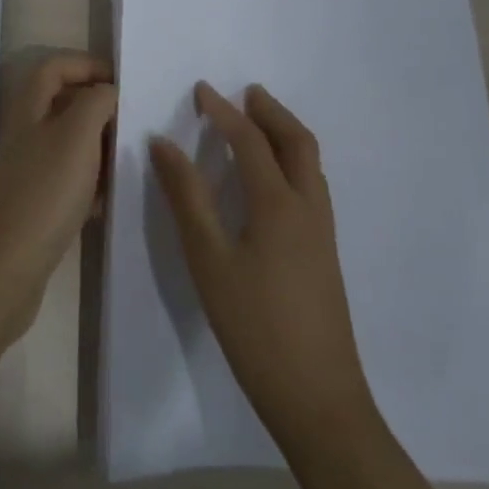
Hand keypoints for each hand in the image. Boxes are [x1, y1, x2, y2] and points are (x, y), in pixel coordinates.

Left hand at [0, 54, 116, 343]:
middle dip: (96, 107)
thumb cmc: (43, 193)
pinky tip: (108, 202)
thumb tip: (105, 90)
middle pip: (60, 105)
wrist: (2, 270)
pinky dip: (89, 184)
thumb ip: (94, 104)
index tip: (122, 80)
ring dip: (96, 147)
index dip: (85, 64)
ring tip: (128, 159)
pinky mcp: (32, 208)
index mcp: (28, 111)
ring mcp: (25, 173)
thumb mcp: (76, 137)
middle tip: (132, 122)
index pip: (53, 68)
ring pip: (66, 146)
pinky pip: (66, 183)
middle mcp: (23, 136)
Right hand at [150, 83, 373, 439]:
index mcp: (278, 204)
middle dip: (271, 112)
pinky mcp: (325, 254)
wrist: (318, 399)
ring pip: (310, 164)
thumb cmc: (254, 325)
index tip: (200, 90)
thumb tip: (163, 143)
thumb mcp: (208, 259)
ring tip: (257, 123)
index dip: (223, 112)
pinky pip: (312, 186)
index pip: (249, 141)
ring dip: (285, 134)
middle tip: (245, 93)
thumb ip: (186, 197)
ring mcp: (322, 233)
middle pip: (297, 142)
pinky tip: (271, 178)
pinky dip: (292, 161)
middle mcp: (308, 208)